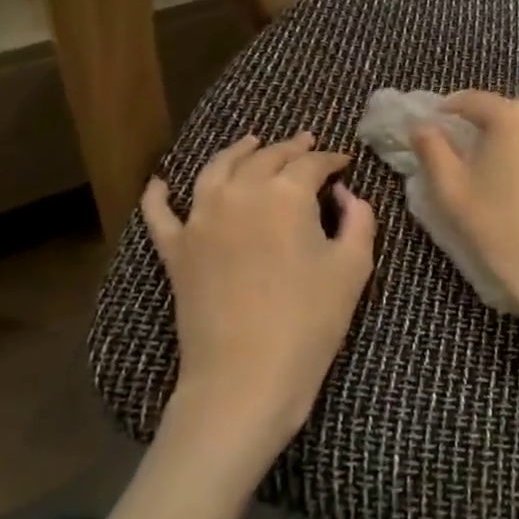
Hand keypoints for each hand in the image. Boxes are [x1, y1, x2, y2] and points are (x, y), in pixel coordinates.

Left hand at [142, 133, 374, 461]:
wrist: (247, 375)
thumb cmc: (311, 321)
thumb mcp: (353, 268)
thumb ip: (358, 220)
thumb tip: (345, 196)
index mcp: (286, 195)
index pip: (312, 164)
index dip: (332, 159)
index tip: (345, 162)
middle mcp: (239, 194)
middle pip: (265, 158)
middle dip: (290, 148)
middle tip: (307, 144)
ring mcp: (200, 220)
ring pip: (216, 169)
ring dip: (237, 151)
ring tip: (250, 143)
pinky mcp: (175, 250)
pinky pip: (160, 213)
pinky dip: (159, 194)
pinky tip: (161, 183)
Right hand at [412, 91, 518, 329]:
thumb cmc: (501, 229)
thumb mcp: (452, 191)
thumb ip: (433, 150)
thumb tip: (422, 125)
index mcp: (513, 116)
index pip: (474, 100)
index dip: (451, 109)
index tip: (438, 122)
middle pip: (512, 110)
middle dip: (492, 123)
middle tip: (475, 151)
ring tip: (508, 168)